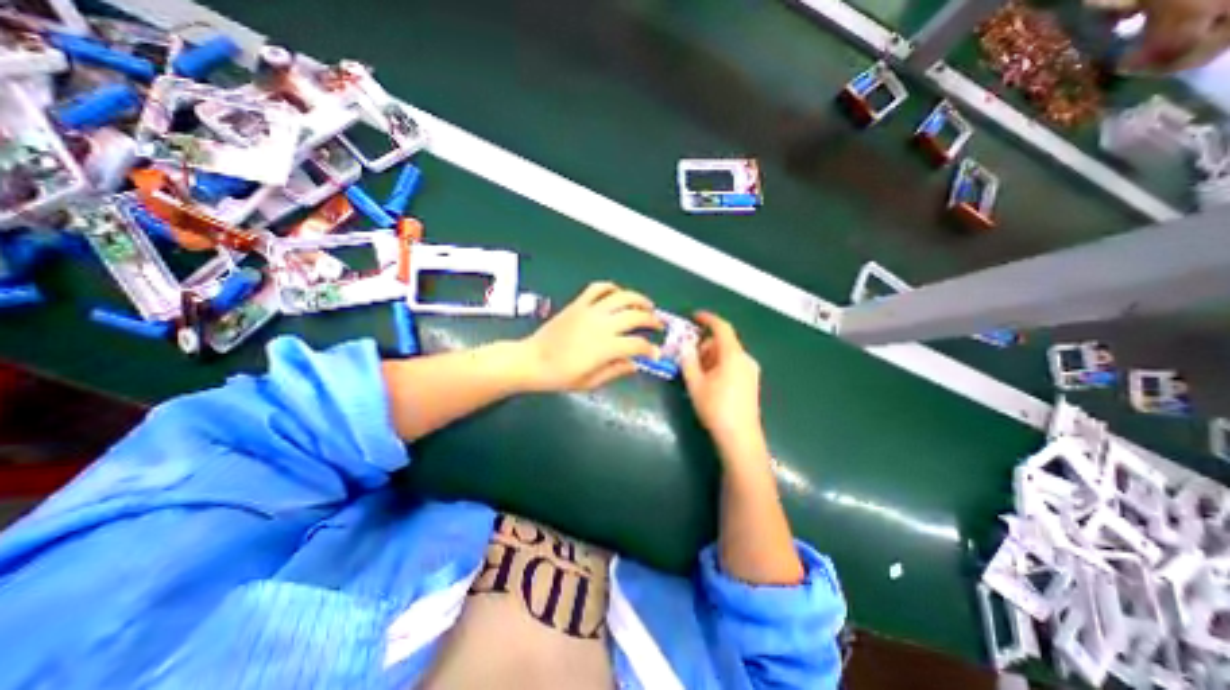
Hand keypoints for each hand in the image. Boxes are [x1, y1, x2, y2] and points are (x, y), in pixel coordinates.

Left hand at [523, 281, 668, 392]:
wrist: (532, 360)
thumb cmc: (560, 376)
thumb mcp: (590, 382)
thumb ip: (615, 371)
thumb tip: (635, 364)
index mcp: (606, 347)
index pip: (638, 344)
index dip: (651, 349)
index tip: (656, 352)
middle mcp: (602, 325)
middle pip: (635, 316)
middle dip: (652, 320)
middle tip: (658, 325)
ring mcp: (590, 311)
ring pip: (621, 297)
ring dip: (638, 299)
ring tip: (647, 305)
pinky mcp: (578, 304)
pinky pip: (597, 288)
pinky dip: (611, 287)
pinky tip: (618, 293)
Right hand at [678, 309, 766, 453]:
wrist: (740, 438)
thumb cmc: (716, 408)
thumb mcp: (695, 384)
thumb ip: (688, 360)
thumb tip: (685, 344)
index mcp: (733, 355)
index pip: (722, 328)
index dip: (707, 319)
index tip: (693, 316)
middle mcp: (746, 359)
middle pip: (724, 342)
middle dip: (705, 344)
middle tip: (687, 354)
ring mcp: (751, 371)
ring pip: (728, 354)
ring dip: (711, 356)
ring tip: (695, 371)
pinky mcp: (751, 382)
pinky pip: (733, 364)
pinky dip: (719, 365)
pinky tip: (709, 380)